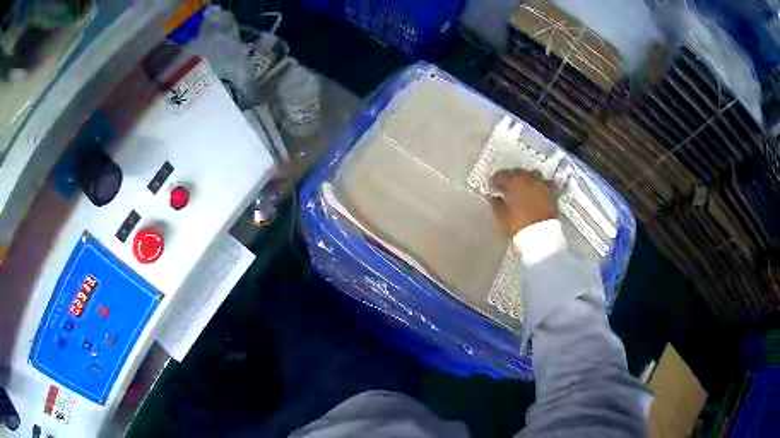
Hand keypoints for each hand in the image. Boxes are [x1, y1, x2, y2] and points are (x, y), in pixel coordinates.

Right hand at [490, 169, 557, 235]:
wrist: (541, 235)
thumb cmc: (519, 224)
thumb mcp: (502, 216)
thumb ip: (496, 204)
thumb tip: (494, 197)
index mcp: (514, 183)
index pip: (501, 175)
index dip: (496, 180)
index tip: (493, 185)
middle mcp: (528, 179)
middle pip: (518, 171)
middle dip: (511, 176)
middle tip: (507, 185)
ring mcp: (541, 185)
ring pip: (533, 173)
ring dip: (527, 177)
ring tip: (524, 185)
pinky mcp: (552, 193)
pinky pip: (545, 183)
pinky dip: (540, 185)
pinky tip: (538, 190)